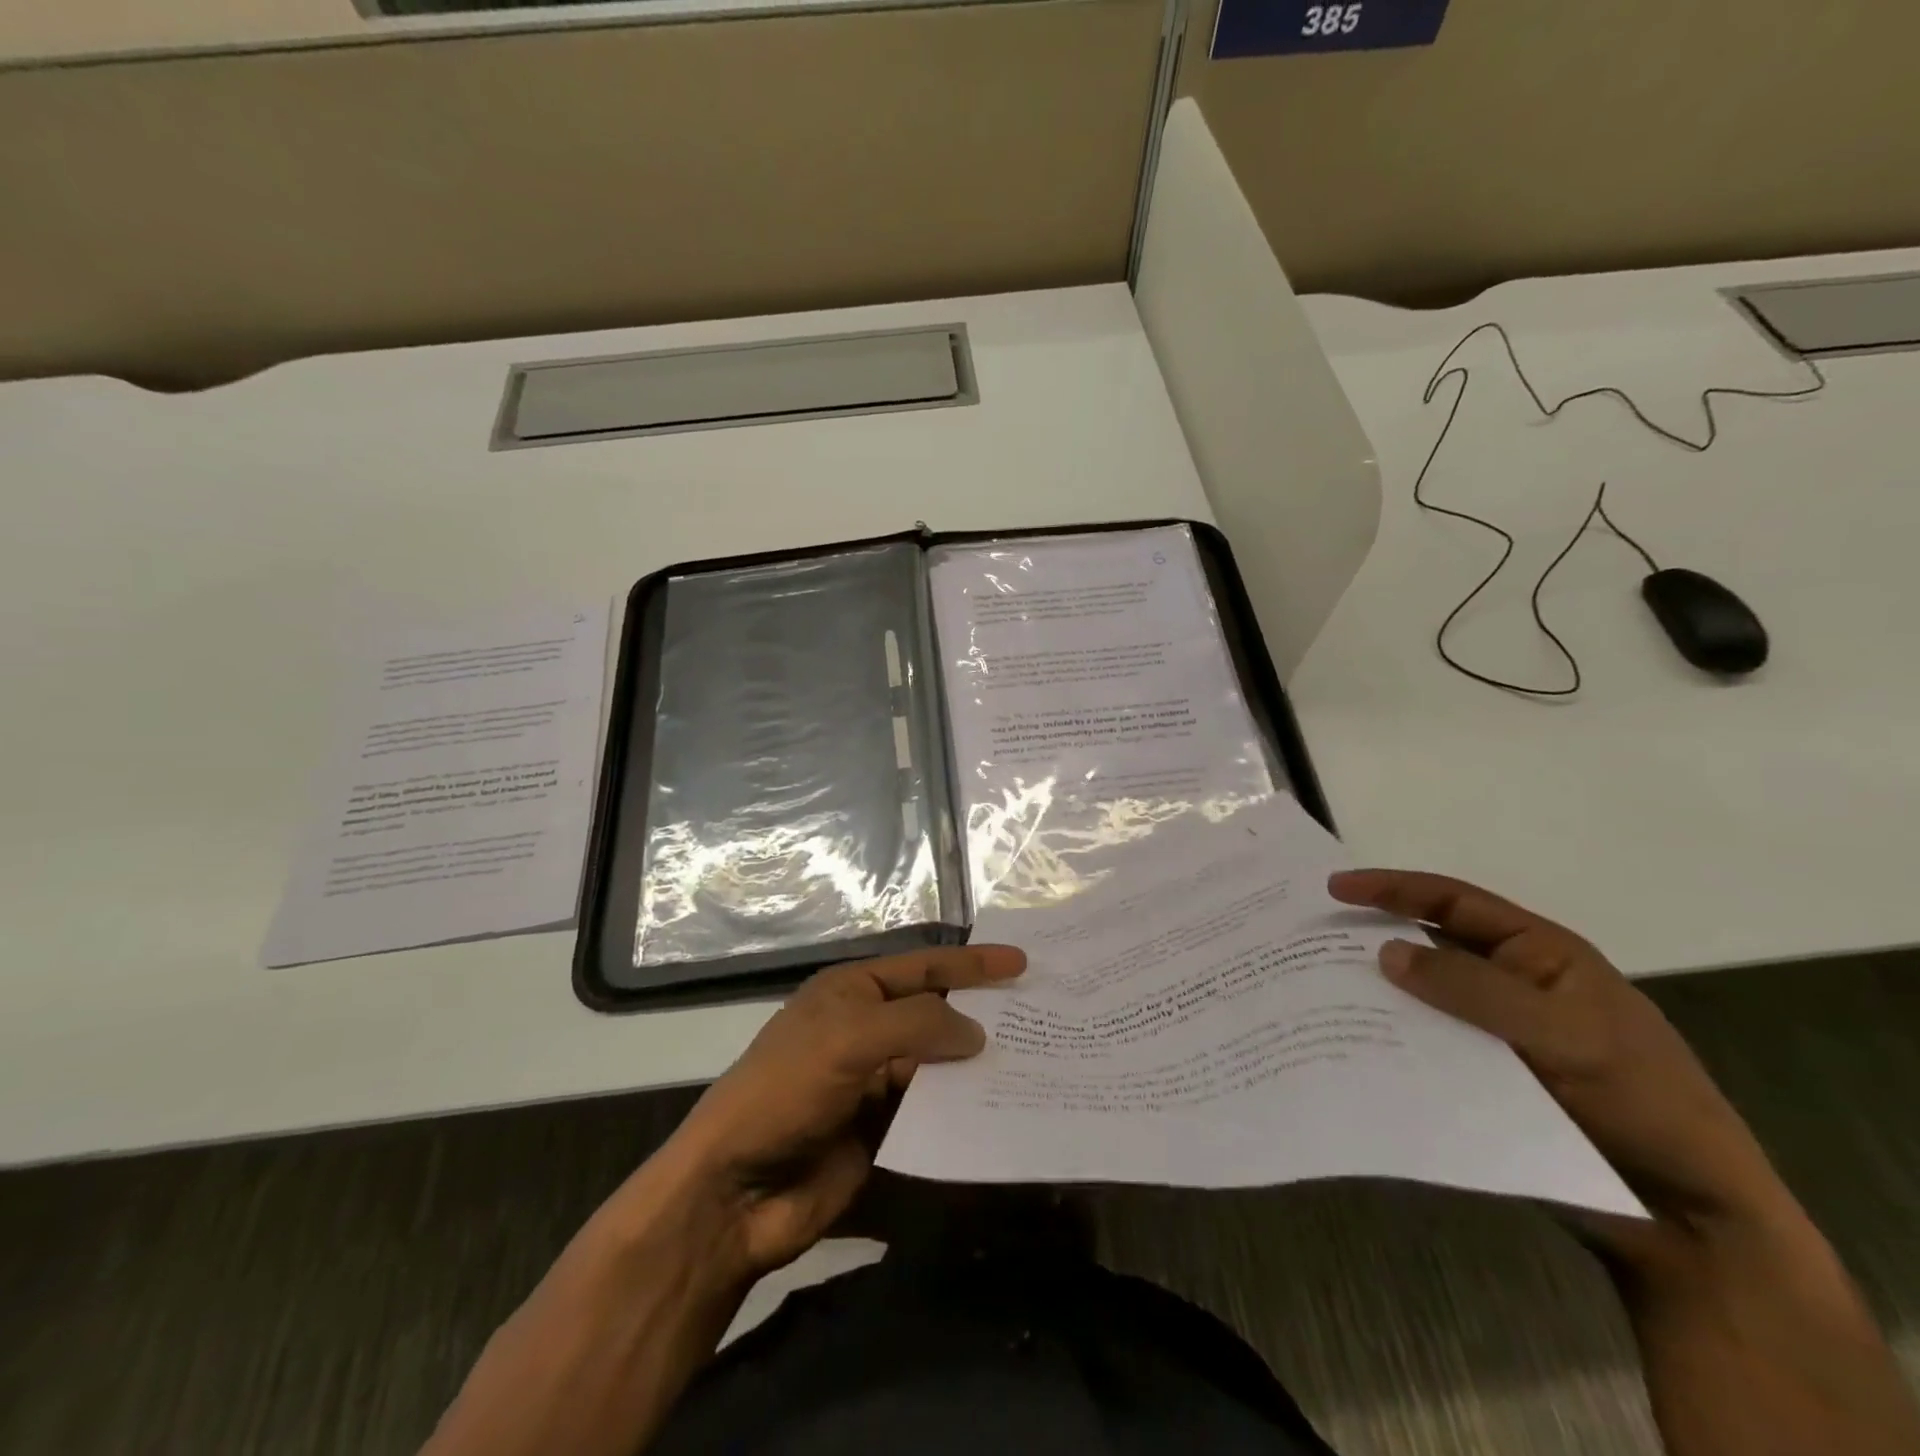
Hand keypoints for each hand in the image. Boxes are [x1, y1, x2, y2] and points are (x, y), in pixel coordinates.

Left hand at [659, 944, 1025, 1282]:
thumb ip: (919, 1024)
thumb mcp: (851, 1038)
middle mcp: (866, 1029)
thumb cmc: (788, 1089)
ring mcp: (873, 1082)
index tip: (1021, 963)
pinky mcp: (881, 1130)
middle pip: (935, 1012)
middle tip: (1040, 1013)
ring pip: (938, 1064)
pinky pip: (932, 1111)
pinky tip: (1000, 1110)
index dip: (972, 963)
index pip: (923, 967)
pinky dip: (962, 1109)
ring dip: (977, 1064)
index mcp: (852, 992)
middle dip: (981, 1011)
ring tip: (1035, 1062)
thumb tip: (977, 1032)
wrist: (735, 1191)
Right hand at [1327, 869, 1791, 1260]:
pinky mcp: (1483, 1078)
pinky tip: (1352, 1048)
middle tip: (1309, 940)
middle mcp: (1511, 985)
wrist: (1689, 1219)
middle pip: (1428, 946)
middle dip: (1372, 938)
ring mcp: (1495, 1034)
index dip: (1393, 889)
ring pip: (1421, 1000)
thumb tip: (1383, 952)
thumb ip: (1474, 989)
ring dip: (1376, 995)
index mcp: (1539, 955)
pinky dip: (1391, 1042)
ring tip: (1316, 994)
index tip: (1334, 889)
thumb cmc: (1642, 1104)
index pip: (1454, 902)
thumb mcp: (1566, 1035)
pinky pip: (1426, 1047)